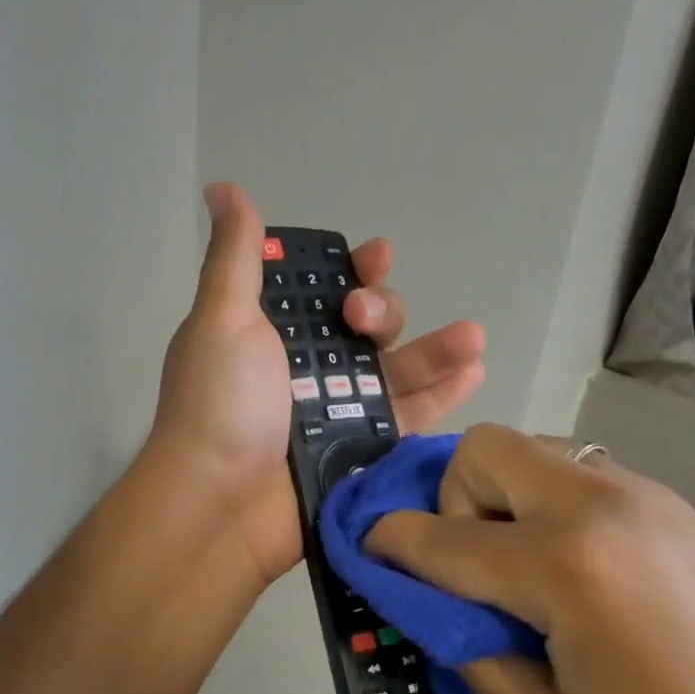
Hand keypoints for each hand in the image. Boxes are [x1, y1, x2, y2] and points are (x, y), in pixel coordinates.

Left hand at [150, 183, 486, 584]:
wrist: (220, 505)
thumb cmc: (220, 404)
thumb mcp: (222, 319)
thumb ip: (235, 256)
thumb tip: (222, 188)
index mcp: (273, 333)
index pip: (324, 289)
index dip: (353, 269)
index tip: (376, 256)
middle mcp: (308, 368)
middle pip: (367, 328)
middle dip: (383, 310)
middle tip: (367, 319)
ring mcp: (339, 411)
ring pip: (397, 371)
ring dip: (436, 349)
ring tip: (473, 336)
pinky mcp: (364, 451)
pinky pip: (410, 418)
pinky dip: (443, 396)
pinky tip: (475, 372)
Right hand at [364, 425, 694, 693]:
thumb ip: (470, 653)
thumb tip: (432, 606)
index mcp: (563, 570)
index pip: (442, 539)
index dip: (390, 542)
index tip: (367, 548)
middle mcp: (594, 506)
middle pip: (482, 449)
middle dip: (453, 498)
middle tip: (474, 561)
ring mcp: (634, 491)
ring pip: (528, 448)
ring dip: (500, 494)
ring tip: (522, 561)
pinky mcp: (662, 496)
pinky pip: (572, 469)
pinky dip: (544, 499)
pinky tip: (572, 561)